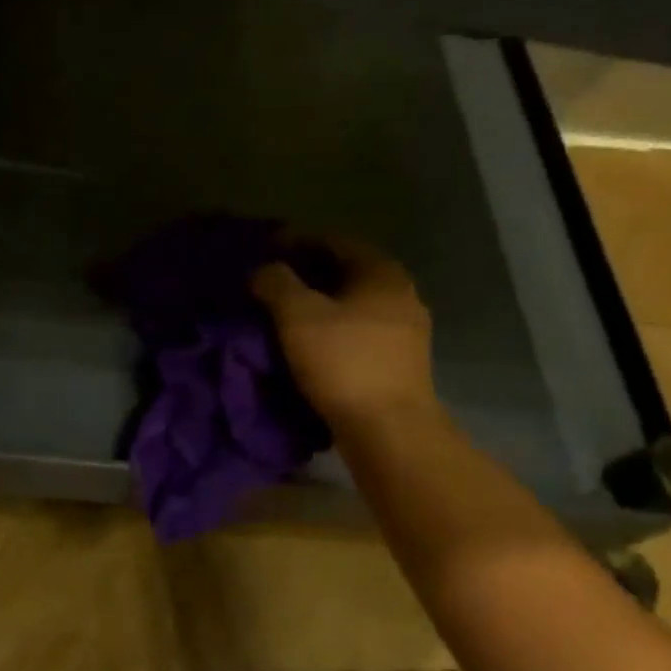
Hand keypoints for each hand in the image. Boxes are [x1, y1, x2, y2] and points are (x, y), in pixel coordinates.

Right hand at [252, 237, 440, 432]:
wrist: (389, 430)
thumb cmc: (342, 362)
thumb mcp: (297, 315)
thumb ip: (275, 283)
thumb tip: (263, 269)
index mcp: (381, 272)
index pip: (334, 241)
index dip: (296, 242)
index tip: (265, 252)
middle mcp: (401, 293)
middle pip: (346, 271)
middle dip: (306, 273)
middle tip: (270, 283)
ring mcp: (406, 330)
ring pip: (353, 303)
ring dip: (319, 303)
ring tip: (283, 314)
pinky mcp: (401, 361)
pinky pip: (360, 330)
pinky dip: (333, 328)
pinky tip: (310, 341)